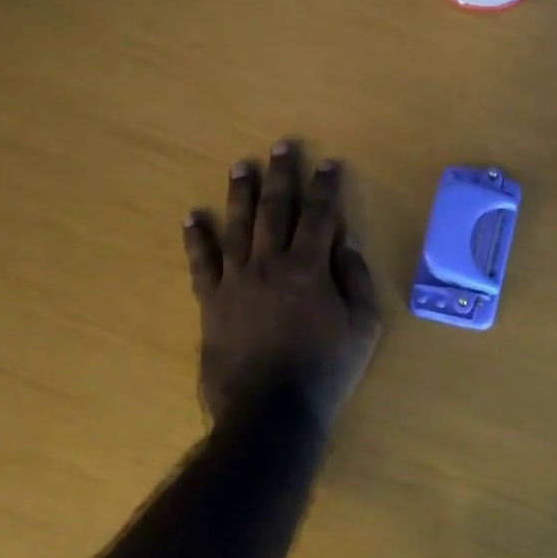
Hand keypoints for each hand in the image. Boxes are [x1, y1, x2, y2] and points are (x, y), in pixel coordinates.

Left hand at [183, 141, 381, 428]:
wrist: (270, 412)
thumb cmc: (326, 370)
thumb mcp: (363, 327)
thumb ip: (356, 280)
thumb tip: (346, 241)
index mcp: (309, 269)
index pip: (319, 216)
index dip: (325, 187)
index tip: (327, 163)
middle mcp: (270, 264)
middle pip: (275, 210)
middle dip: (281, 175)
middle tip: (281, 146)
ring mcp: (235, 281)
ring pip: (237, 226)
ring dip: (239, 194)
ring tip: (240, 166)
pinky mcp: (211, 302)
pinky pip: (201, 263)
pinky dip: (196, 239)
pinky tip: (193, 217)